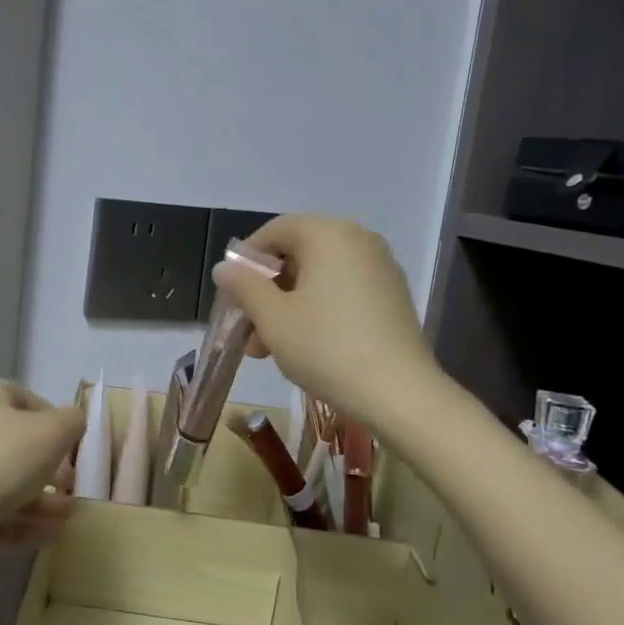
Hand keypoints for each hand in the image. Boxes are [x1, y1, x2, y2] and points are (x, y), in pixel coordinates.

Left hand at [0, 380, 85, 561]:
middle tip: (74, 488)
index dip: (57, 422)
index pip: (29, 401)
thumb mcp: (52, 433)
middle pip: (19, 446)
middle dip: (52, 468)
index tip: (76, 449)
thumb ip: (73, 423)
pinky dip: (25, 524)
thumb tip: (73, 423)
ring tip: (71, 518)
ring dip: (44, 501)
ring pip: (10, 484)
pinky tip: (53, 536)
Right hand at [211, 215, 439, 430]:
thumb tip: (224, 268)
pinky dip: (317, 311)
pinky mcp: (392, 297)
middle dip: (266, 292)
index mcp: (328, 234)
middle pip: (297, 255)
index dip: (246, 261)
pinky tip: (304, 348)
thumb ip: (244, 286)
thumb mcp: (273, 318)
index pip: (275, 231)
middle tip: (247, 331)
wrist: (398, 393)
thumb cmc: (326, 347)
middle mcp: (358, 240)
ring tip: (267, 350)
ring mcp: (380, 268)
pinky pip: (343, 292)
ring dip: (287, 307)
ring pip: (319, 278)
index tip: (232, 296)